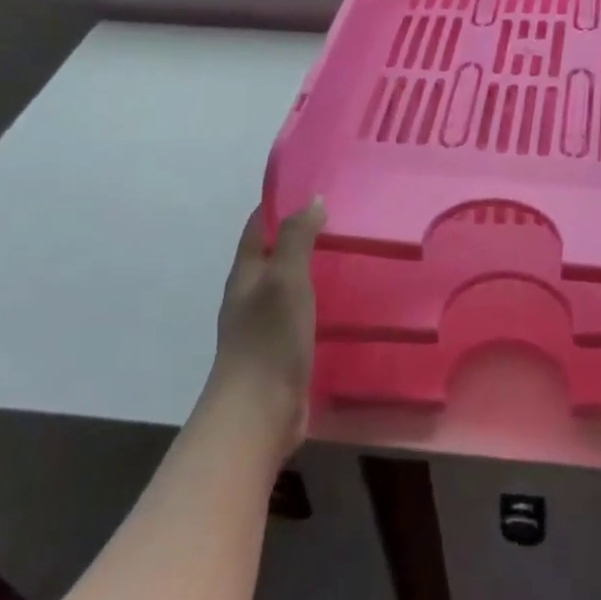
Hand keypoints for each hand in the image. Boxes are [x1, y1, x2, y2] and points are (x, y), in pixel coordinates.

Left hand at [208, 198, 325, 458]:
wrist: (258, 414)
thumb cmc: (269, 339)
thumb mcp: (286, 279)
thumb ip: (298, 238)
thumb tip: (313, 199)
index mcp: (247, 273)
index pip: (261, 225)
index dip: (282, 203)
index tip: (315, 185)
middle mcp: (252, 294)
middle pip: (276, 253)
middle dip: (304, 234)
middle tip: (346, 218)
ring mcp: (266, 325)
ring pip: (291, 284)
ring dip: (315, 268)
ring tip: (354, 255)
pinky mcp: (283, 350)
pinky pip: (304, 314)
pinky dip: (322, 300)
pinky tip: (348, 302)